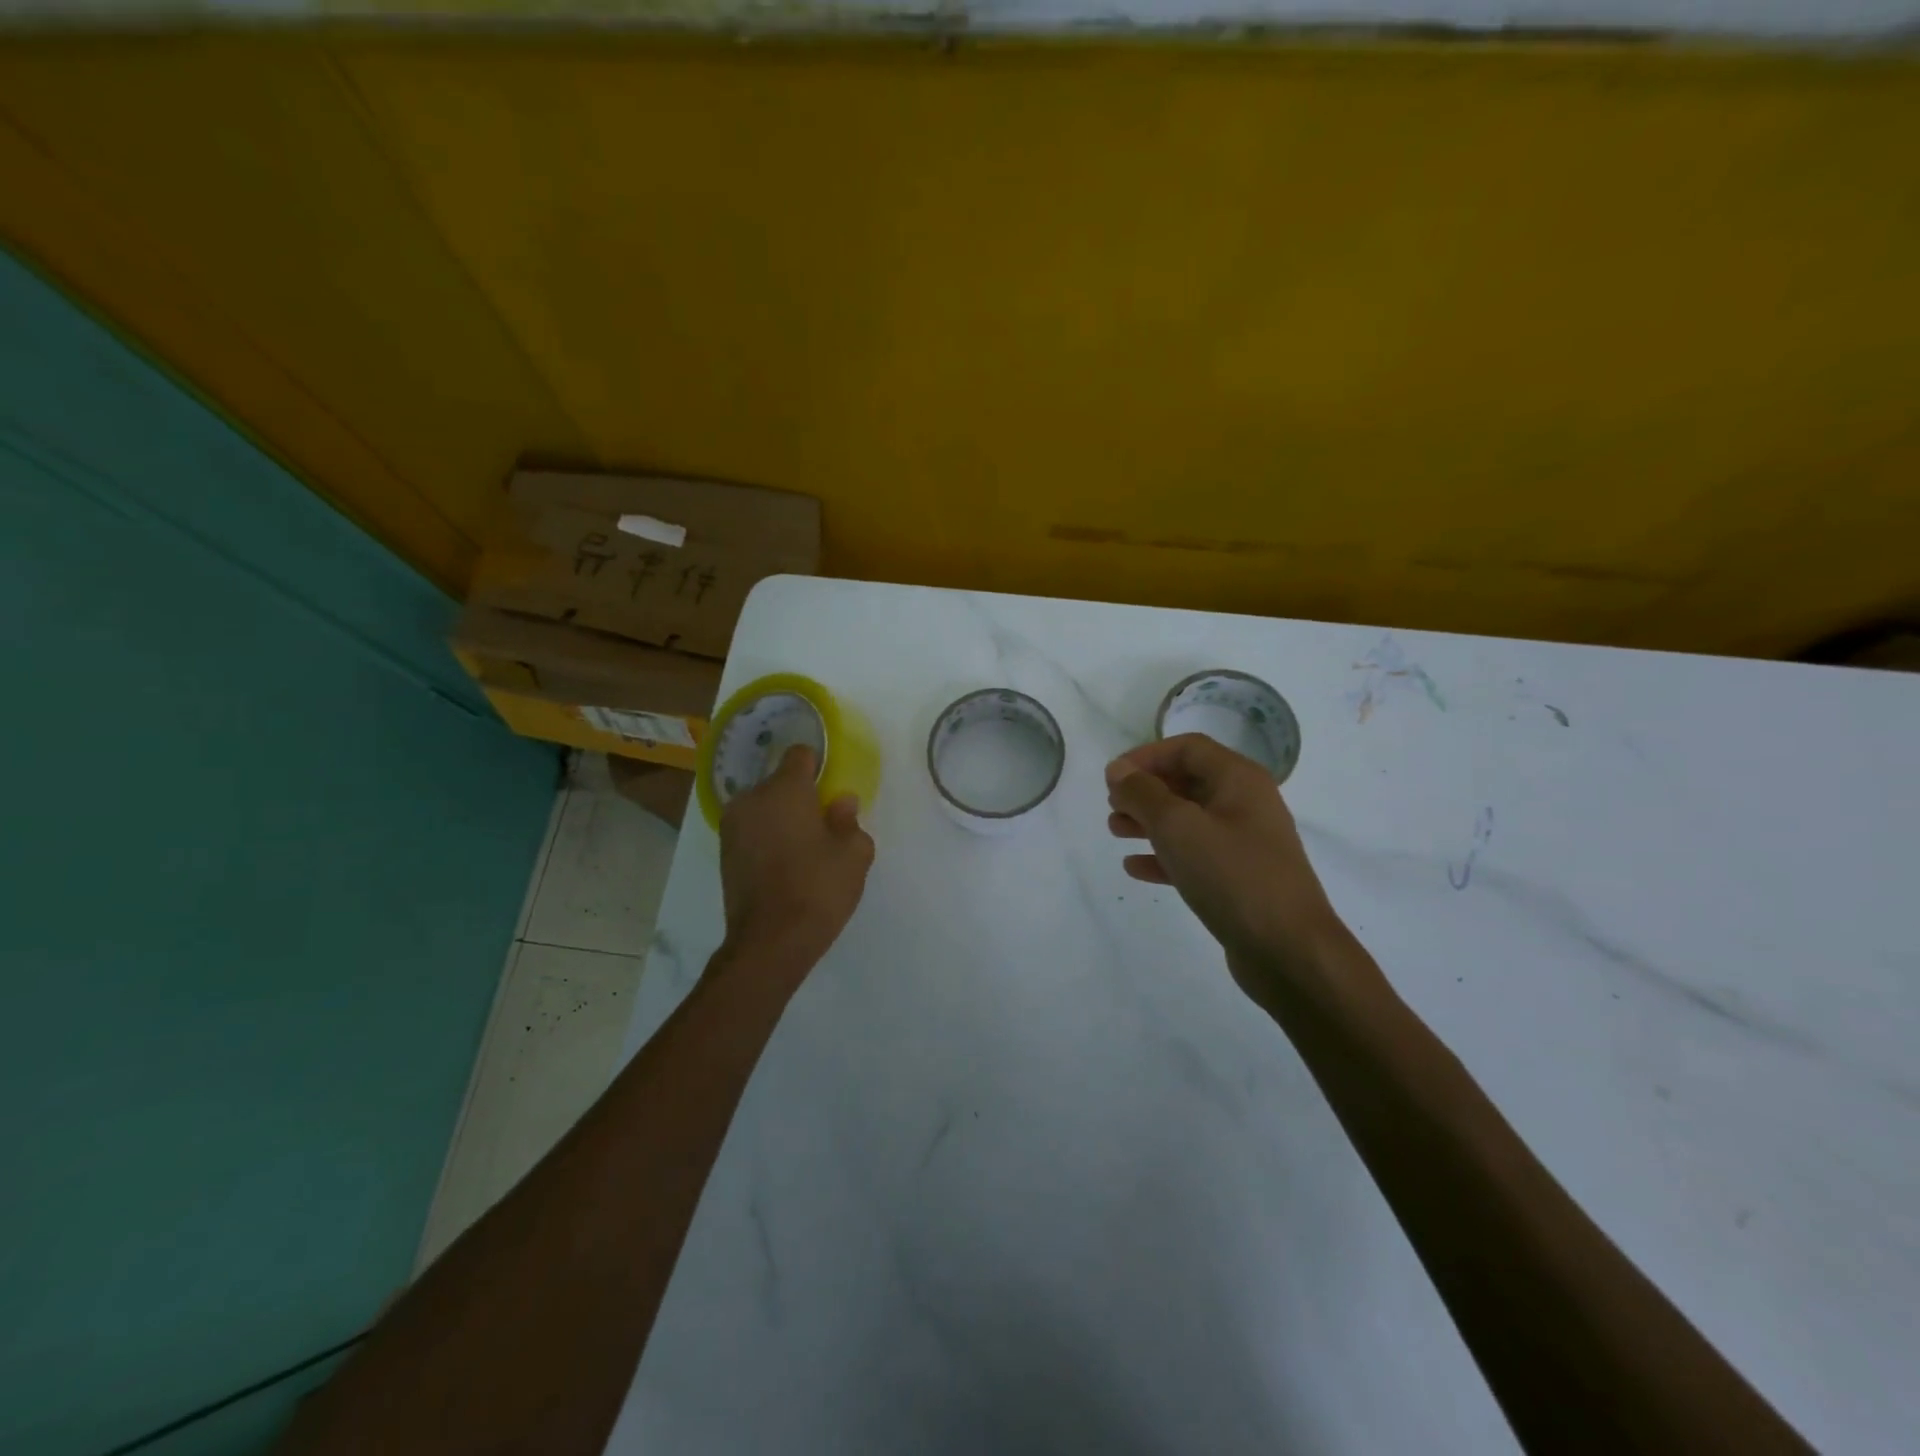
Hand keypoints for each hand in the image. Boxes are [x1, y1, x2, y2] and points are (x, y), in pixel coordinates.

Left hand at [717, 744, 874, 981]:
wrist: (770, 942)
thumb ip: (848, 820)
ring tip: (803, 849)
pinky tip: (784, 866)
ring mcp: (733, 827)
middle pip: (779, 783)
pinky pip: (752, 832)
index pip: (799, 755)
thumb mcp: (854, 854)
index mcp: (785, 789)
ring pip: (763, 808)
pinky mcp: (724, 854)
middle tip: (822, 825)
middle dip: (800, 797)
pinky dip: (767, 839)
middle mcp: (751, 799)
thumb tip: (840, 802)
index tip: (830, 787)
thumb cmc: (818, 889)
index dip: (818, 766)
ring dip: (781, 819)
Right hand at [1106, 734, 1374, 1008]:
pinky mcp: (1238, 879)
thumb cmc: (1232, 875)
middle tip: (1112, 807)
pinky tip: (1134, 867)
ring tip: (1114, 832)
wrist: (1288, 950)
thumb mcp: (1178, 826)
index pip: (1187, 748)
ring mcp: (1244, 844)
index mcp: (1239, 780)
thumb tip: (1118, 769)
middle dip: (1145, 791)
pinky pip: (1195, 856)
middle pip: (1187, 782)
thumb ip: (1143, 793)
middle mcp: (1245, 804)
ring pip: (1188, 820)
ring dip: (1149, 822)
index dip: (1146, 756)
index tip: (1112, 777)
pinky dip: (1164, 855)